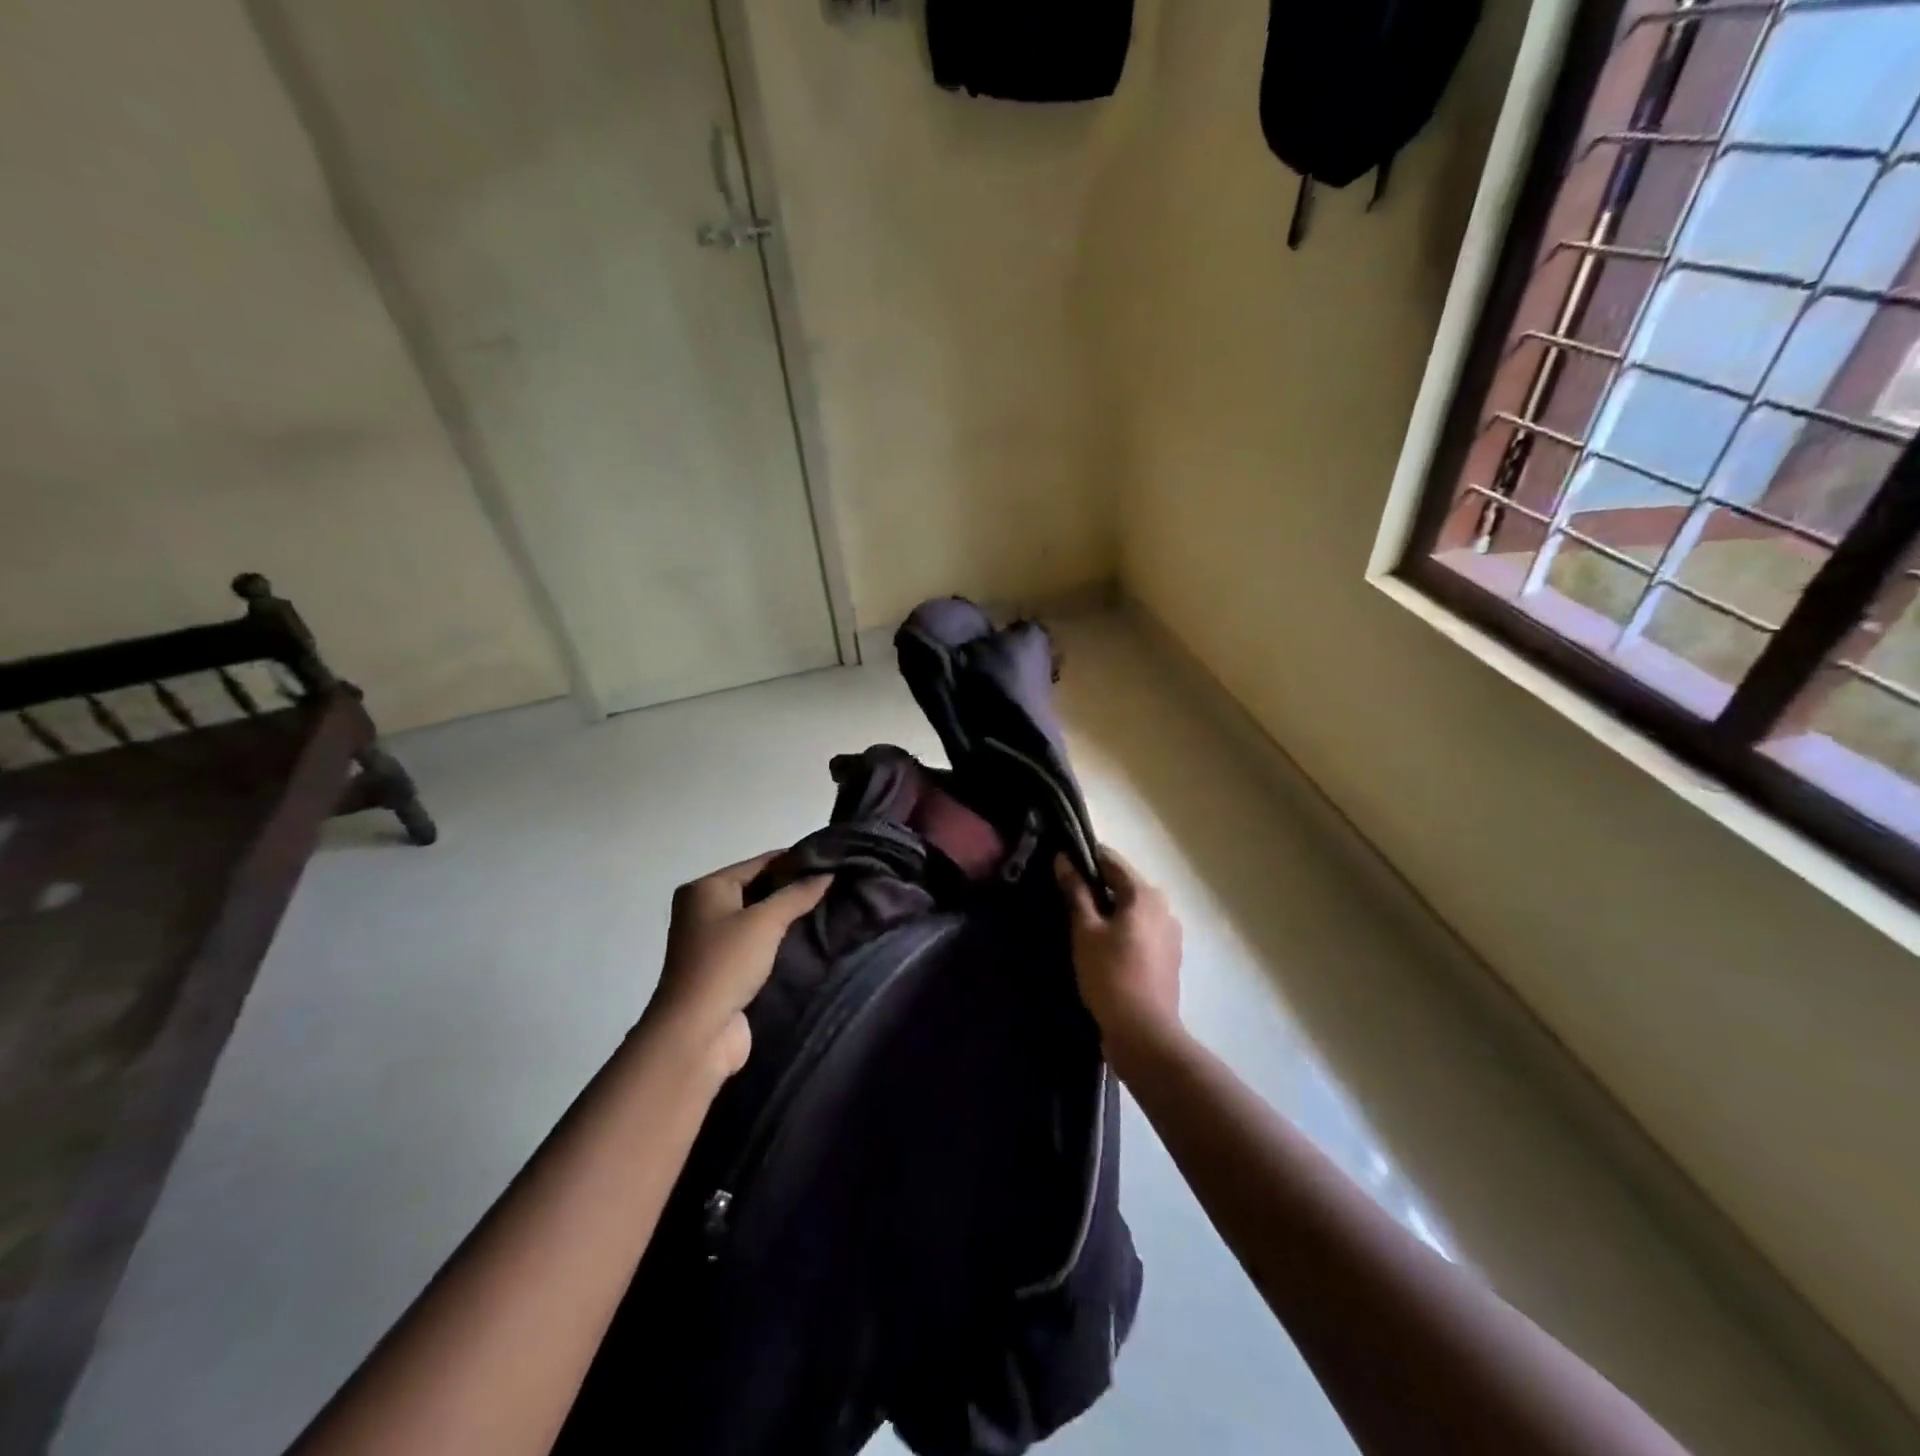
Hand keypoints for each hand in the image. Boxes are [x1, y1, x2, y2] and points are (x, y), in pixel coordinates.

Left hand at [644, 853, 829, 1078]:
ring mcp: (712, 942)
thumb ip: (798, 894)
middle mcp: (704, 909)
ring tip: (832, 909)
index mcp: (706, 888)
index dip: (796, 860)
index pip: (759, 862)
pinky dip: (780, 941)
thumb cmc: (726, 964)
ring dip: (789, 917)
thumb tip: (827, 873)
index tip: (834, 860)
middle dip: (794, 889)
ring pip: (760, 918)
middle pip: (758, 889)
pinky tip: (811, 939)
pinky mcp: (724, 969)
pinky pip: (758, 944)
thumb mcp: (765, 922)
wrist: (696, 1034)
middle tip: (837, 886)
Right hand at [1055, 848, 1182, 1061]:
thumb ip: (1076, 892)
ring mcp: (1170, 933)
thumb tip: (1064, 860)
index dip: (1084, 858)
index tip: (1060, 864)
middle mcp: (1164, 907)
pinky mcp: (1169, 957)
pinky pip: (1141, 931)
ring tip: (1080, 924)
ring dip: (1109, 910)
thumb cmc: (1110, 975)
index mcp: (1145, 894)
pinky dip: (1122, 930)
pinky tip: (1102, 947)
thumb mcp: (1085, 931)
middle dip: (1096, 886)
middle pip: (1124, 884)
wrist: (1144, 1033)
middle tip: (1065, 897)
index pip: (1111, 860)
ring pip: (1133, 909)